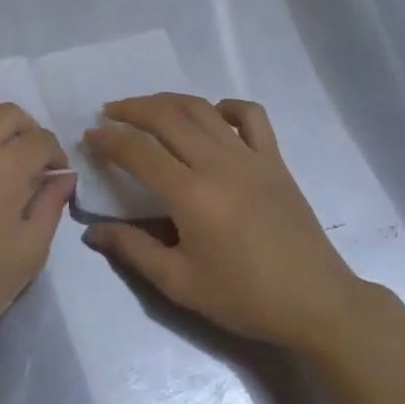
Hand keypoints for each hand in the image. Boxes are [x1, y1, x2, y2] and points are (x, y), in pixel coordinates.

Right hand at [82, 94, 376, 351]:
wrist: (315, 302)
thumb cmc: (243, 297)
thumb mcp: (180, 283)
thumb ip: (133, 251)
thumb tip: (92, 232)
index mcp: (191, 194)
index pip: (138, 152)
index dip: (109, 140)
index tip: (89, 136)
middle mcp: (218, 163)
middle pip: (167, 117)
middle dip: (132, 109)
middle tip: (110, 113)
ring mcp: (250, 156)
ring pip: (202, 109)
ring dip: (168, 101)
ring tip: (147, 107)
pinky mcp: (274, 159)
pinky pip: (250, 116)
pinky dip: (226, 106)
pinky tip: (212, 115)